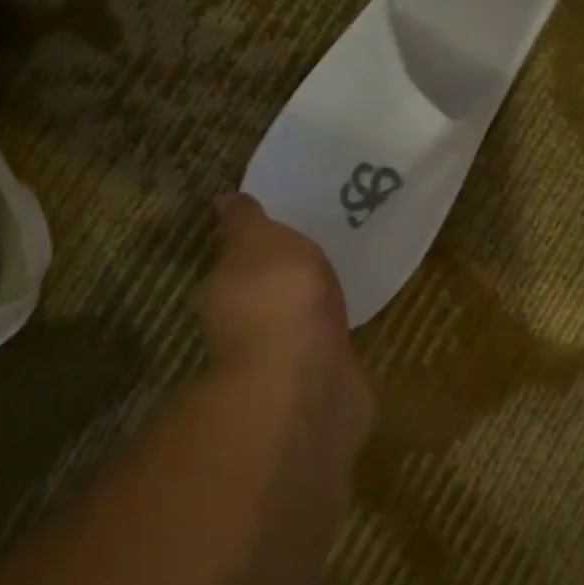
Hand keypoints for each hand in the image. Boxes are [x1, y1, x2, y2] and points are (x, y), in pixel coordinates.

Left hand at [203, 194, 364, 395]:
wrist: (306, 379)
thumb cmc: (277, 296)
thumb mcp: (258, 239)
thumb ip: (246, 221)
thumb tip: (225, 200)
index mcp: (225, 290)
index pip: (236, 263)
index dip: (257, 249)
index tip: (284, 233)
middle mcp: (244, 328)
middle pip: (266, 296)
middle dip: (287, 281)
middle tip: (321, 254)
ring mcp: (281, 361)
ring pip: (297, 325)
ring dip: (313, 312)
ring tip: (346, 285)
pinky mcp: (317, 384)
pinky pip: (326, 352)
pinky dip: (336, 341)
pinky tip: (358, 325)